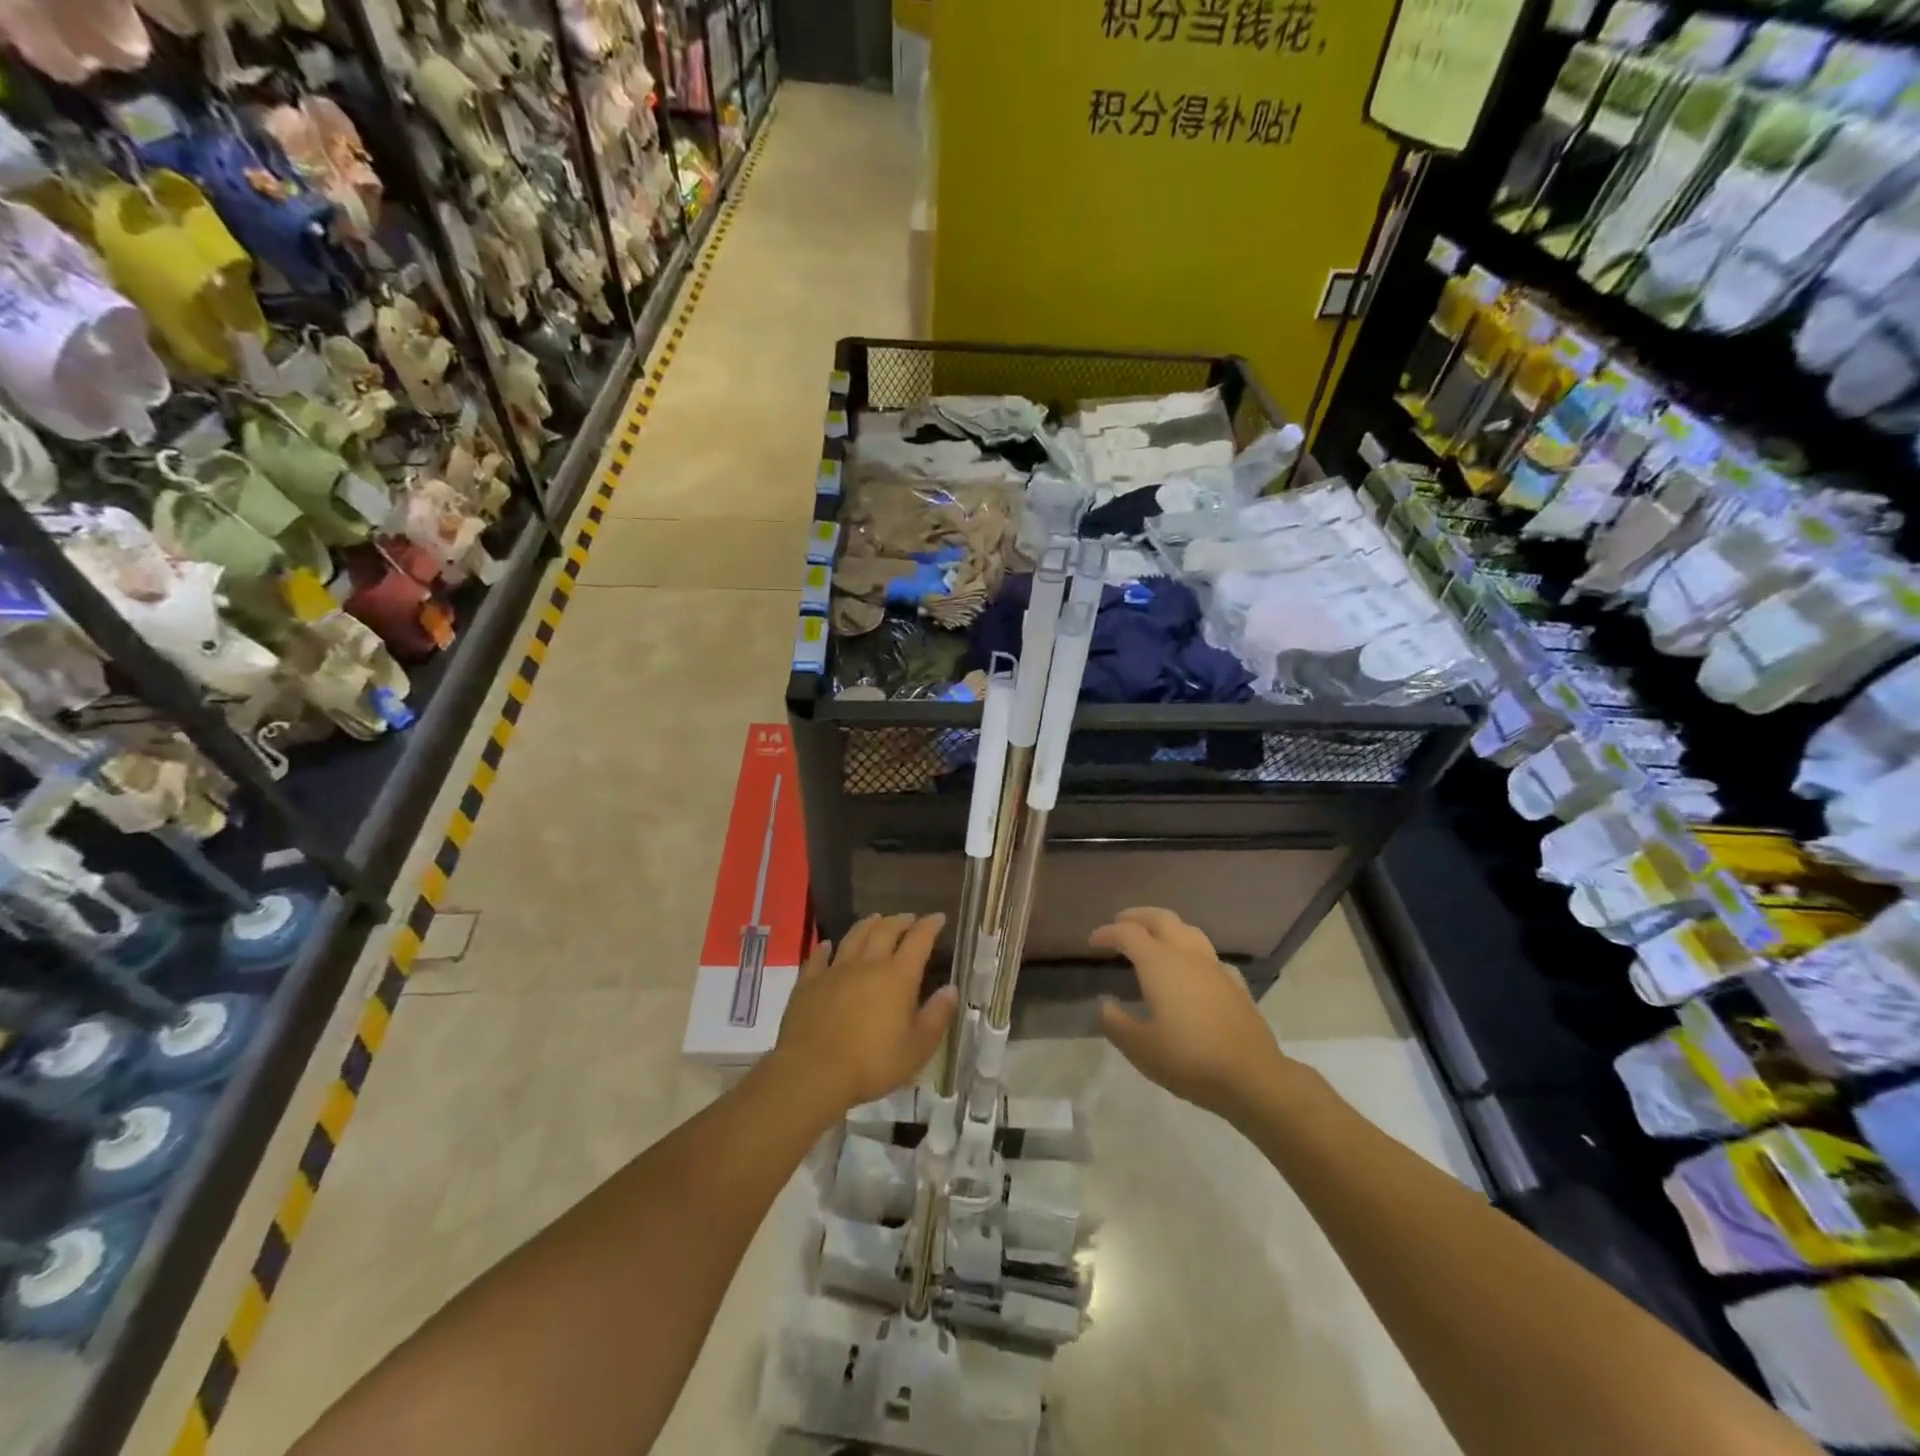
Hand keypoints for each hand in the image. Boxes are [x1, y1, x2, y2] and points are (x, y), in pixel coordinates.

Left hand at [770, 914, 957, 1116]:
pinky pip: (818, 957)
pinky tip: (827, 945)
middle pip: (885, 930)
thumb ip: (937, 1016)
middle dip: (900, 921)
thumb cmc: (873, 1063)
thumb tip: (951, 989)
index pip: (919, 940)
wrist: (814, 1071)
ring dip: (867, 925)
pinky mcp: (809, 983)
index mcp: (898, 976)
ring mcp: (835, 970)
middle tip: (908, 918)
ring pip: (854, 937)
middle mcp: (868, 964)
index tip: (938, 917)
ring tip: (875, 919)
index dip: (930, 925)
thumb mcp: (917, 1048)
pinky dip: (825, 948)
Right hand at [1093, 907, 1296, 1122]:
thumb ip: (1116, 1022)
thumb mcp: (1140, 1047)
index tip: (1093, 941)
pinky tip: (1192, 969)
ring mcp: (1215, 967)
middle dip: (1138, 916)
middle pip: (1161, 918)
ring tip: (1154, 937)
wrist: (1252, 1077)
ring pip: (1188, 930)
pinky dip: (1192, 952)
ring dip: (1166, 926)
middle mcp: (1187, 955)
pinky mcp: (1235, 984)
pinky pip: (1209, 955)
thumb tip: (1105, 1004)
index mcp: (1159, 963)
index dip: (1108, 932)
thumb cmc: (1189, 1059)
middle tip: (1121, 922)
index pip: (1128, 933)